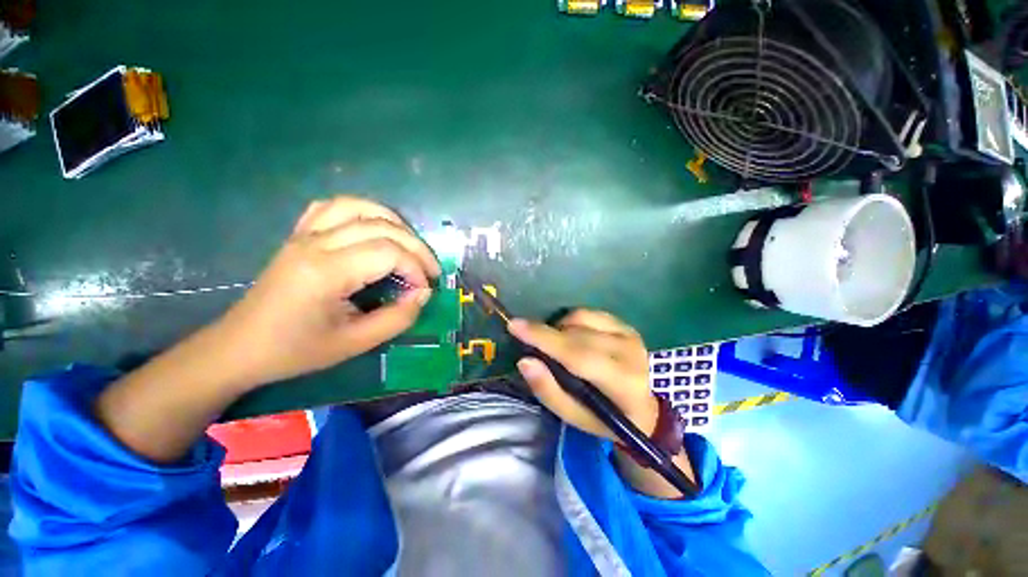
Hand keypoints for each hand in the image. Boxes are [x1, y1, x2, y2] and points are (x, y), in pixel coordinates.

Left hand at [215, 196, 440, 389]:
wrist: (241, 347)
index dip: (416, 268)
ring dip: (393, 222)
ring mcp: (304, 235)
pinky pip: (333, 207)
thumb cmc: (296, 351)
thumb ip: (397, 318)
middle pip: (381, 226)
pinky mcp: (299, 235)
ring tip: (410, 245)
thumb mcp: (355, 344)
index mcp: (326, 272)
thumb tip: (423, 294)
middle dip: (416, 247)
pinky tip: (374, 228)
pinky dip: (362, 212)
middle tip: (431, 270)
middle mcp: (315, 243)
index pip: (388, 252)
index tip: (425, 290)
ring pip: (358, 207)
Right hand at [507, 310, 658, 440]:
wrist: (644, 409)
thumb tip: (525, 361)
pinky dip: (572, 321)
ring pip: (581, 318)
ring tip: (558, 346)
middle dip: (546, 335)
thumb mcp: (573, 417)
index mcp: (621, 383)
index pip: (577, 355)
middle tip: (531, 344)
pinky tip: (573, 336)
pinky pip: (589, 313)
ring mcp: (630, 335)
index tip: (514, 325)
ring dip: (560, 328)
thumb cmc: (605, 418)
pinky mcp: (626, 325)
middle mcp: (629, 353)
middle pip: (576, 335)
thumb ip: (548, 390)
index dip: (543, 339)